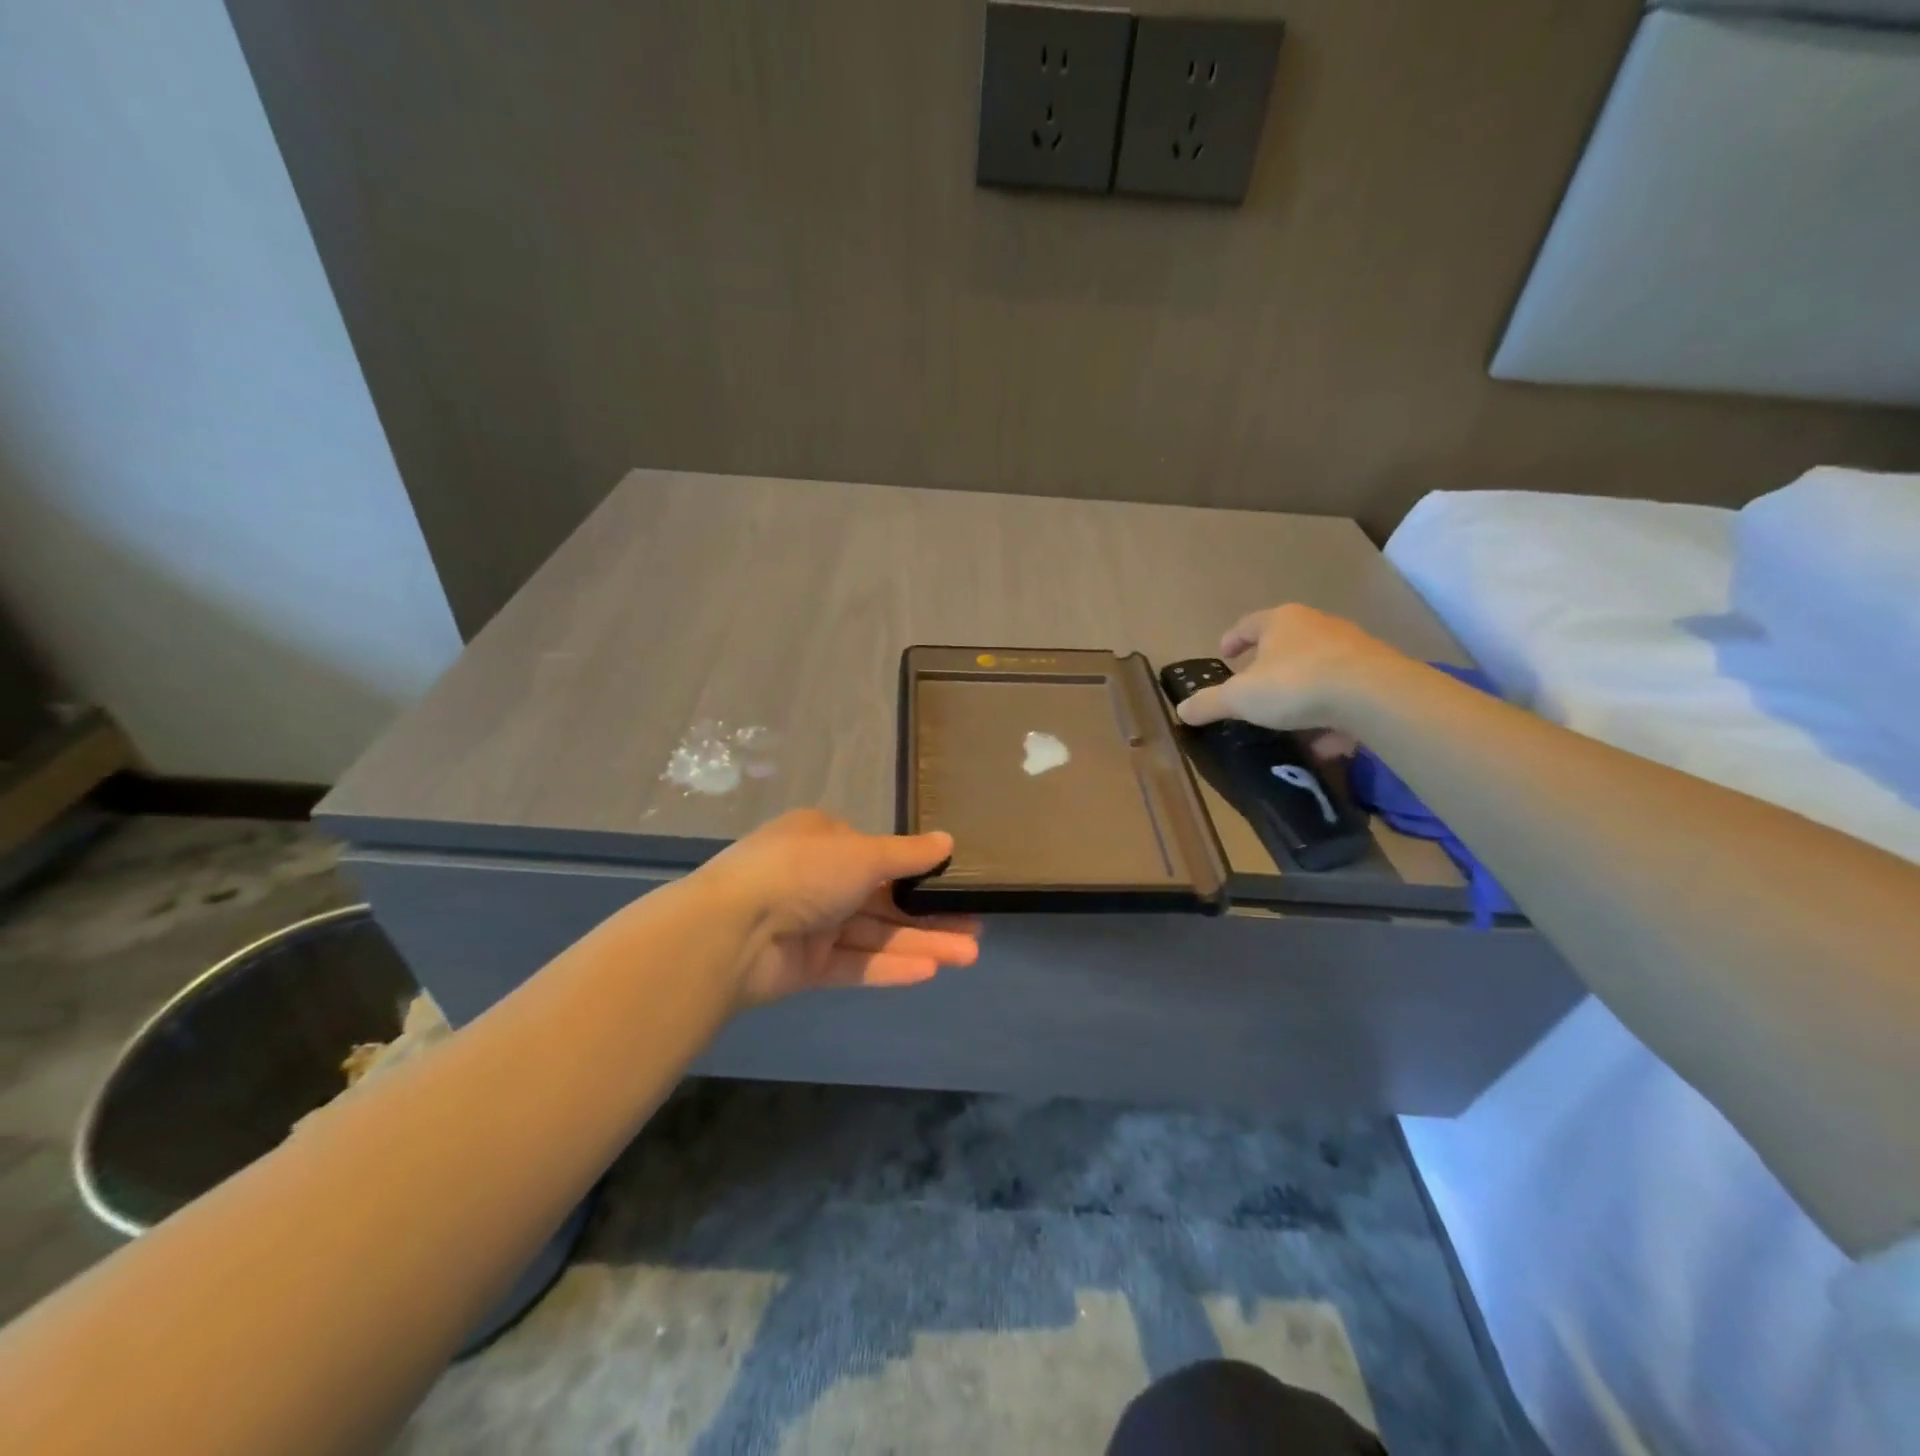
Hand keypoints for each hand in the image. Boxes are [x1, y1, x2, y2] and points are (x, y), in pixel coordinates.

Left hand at [701, 810, 980, 1006]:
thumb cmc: (803, 871)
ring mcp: (811, 924)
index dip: (920, 871)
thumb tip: (948, 842)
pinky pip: (855, 964)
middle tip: (977, 929)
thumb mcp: (863, 853)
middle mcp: (818, 879)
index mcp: (824, 840)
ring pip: (875, 934)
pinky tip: (929, 971)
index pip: (879, 855)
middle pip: (884, 899)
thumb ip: (907, 854)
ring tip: (968, 954)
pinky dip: (889, 966)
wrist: (732, 931)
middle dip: (930, 915)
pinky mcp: (806, 966)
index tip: (957, 885)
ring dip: (920, 943)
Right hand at [1174, 603, 1405, 749]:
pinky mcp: (1377, 674)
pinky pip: (1345, 694)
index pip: (1248, 624)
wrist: (1373, 695)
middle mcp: (1318, 626)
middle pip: (1287, 641)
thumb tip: (1181, 710)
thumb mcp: (1240, 698)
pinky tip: (1326, 742)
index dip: (1233, 639)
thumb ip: (1209, 703)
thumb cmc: (1295, 684)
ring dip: (1302, 690)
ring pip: (1318, 667)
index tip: (1224, 654)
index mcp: (1281, 621)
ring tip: (1289, 720)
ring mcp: (1352, 648)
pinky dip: (1332, 714)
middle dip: (1270, 664)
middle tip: (1254, 686)